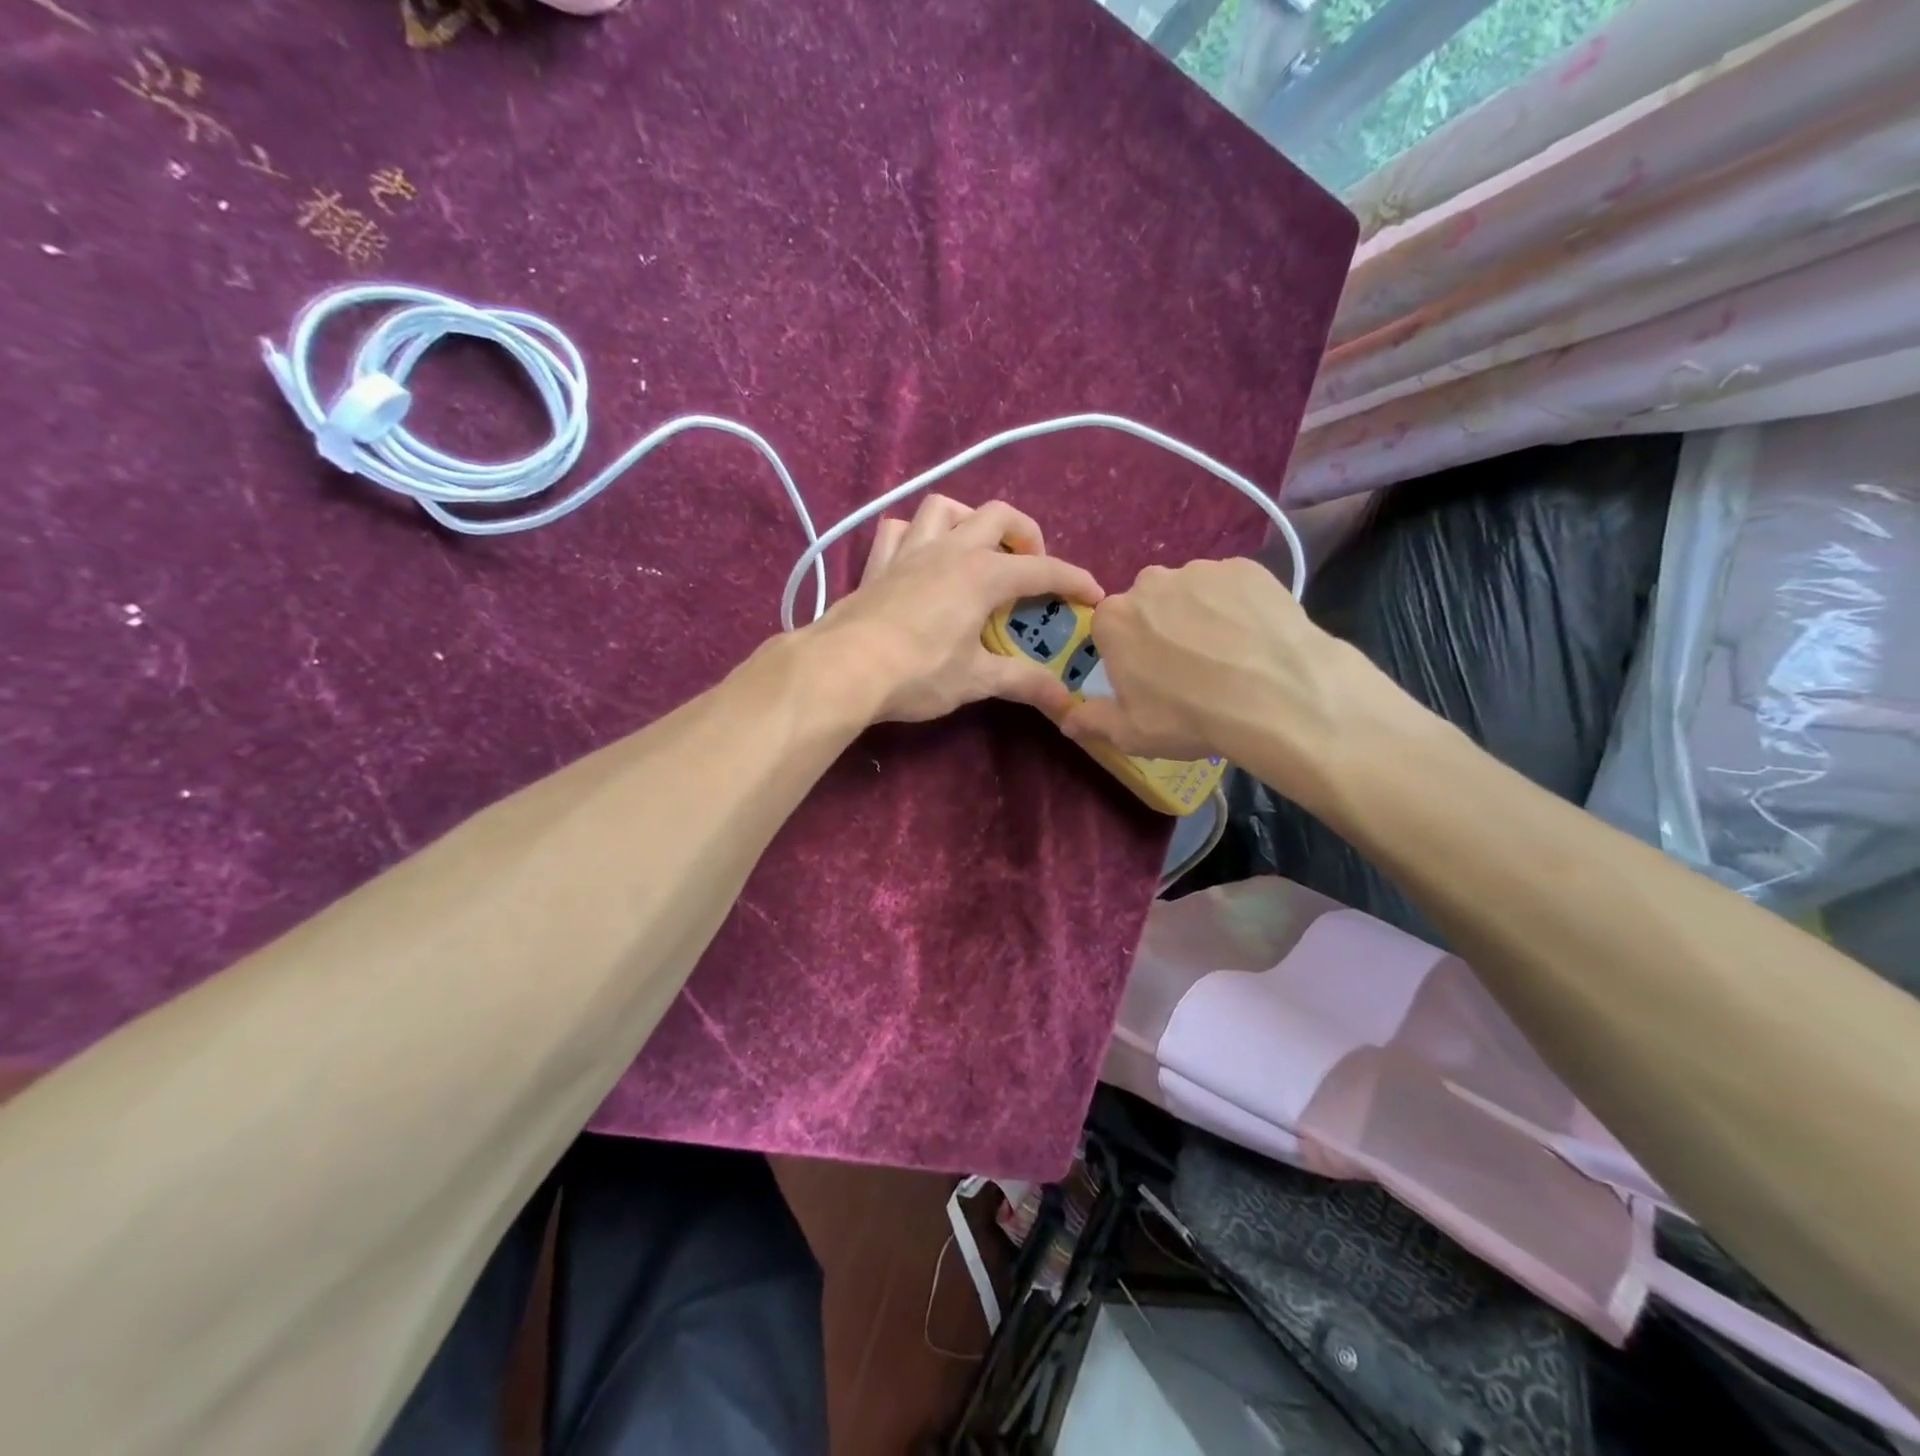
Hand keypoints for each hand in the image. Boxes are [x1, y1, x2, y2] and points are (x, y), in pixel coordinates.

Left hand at [809, 495, 1103, 724]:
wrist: (843, 668)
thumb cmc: (917, 672)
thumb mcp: (975, 680)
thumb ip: (1022, 683)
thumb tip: (1065, 700)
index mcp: (982, 575)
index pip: (1041, 569)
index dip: (1073, 579)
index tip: (1094, 593)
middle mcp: (950, 550)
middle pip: (998, 516)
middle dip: (1025, 534)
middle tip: (1031, 566)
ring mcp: (910, 552)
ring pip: (945, 508)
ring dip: (968, 520)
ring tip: (977, 550)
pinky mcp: (878, 564)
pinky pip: (898, 531)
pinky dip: (915, 535)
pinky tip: (921, 557)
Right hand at [1060, 558, 1414, 804]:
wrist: (1277, 696)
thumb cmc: (1190, 717)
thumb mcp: (1131, 733)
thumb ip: (1092, 721)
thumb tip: (1067, 720)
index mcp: (1114, 619)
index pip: (1109, 629)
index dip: (1127, 655)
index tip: (1147, 679)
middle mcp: (1151, 582)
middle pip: (1149, 605)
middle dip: (1161, 629)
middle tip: (1189, 668)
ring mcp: (1201, 570)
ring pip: (1191, 593)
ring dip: (1200, 616)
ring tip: (1230, 655)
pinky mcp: (1247, 568)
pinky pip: (1232, 587)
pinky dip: (1238, 607)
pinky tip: (1255, 638)